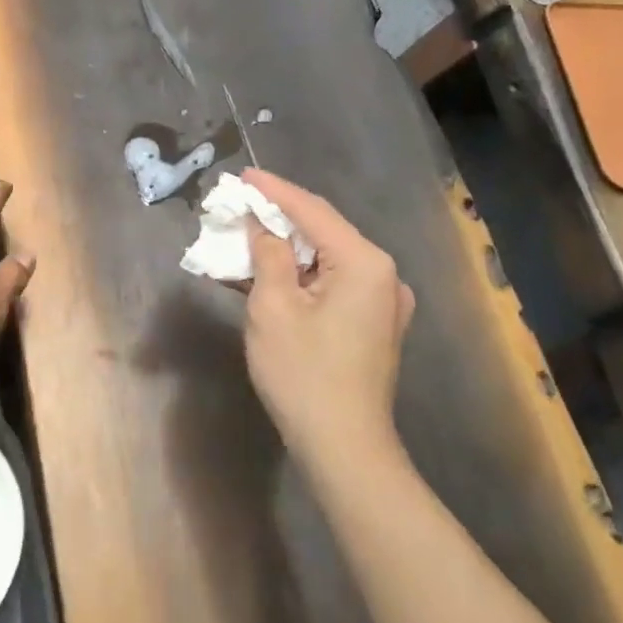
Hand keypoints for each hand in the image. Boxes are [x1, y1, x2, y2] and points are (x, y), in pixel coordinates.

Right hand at [241, 170, 414, 463]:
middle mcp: (383, 274)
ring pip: (325, 259)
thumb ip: (267, 255)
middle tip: (239, 204)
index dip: (273, 191)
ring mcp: (382, 302)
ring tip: (245, 234)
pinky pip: (331, 284)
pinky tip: (266, 273)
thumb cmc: (304, 373)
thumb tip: (260, 226)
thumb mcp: (273, 307)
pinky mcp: (372, 324)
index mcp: (365, 263)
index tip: (242, 175)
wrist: (344, 448)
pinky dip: (299, 276)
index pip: (312, 211)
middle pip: (322, 232)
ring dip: (285, 249)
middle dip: (278, 218)